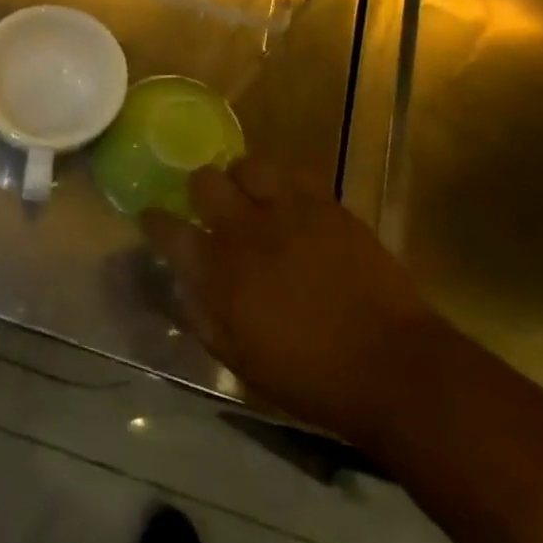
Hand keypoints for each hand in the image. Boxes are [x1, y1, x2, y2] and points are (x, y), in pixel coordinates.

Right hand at [141, 159, 430, 446]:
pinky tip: (288, 203)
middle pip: (205, 182)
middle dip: (199, 190)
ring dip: (242, 178)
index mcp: (221, 272)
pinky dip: (281, 183)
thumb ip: (204, 317)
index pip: (169, 230)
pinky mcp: (326, 205)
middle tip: (209, 207)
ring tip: (251, 196)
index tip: (151, 218)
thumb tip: (184, 286)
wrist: (391, 365)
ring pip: (249, 165)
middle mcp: (247, 230)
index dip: (154, 220)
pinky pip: (293, 174)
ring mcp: (289, 211)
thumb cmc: (310, 377)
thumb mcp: (241, 360)